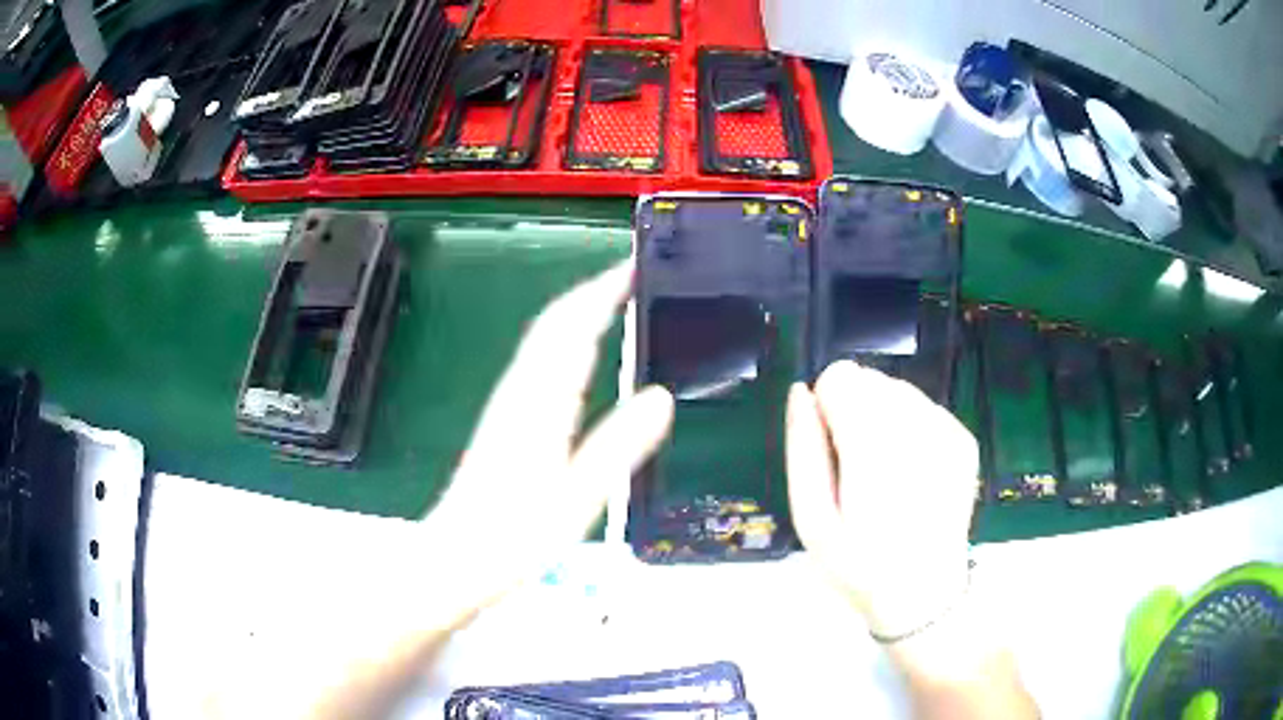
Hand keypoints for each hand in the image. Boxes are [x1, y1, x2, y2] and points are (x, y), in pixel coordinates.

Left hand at [428, 260, 673, 611]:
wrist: (456, 558)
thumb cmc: (515, 536)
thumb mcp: (577, 497)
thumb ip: (618, 446)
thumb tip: (662, 396)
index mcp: (539, 401)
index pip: (573, 327)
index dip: (602, 291)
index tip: (635, 265)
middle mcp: (521, 391)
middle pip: (555, 323)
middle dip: (592, 291)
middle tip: (634, 274)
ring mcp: (509, 404)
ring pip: (545, 339)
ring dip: (579, 311)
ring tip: (617, 302)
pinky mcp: (506, 420)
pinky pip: (540, 362)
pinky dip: (566, 341)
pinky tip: (581, 356)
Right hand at [786, 361, 977, 637]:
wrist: (924, 593)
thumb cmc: (859, 565)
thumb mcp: (811, 519)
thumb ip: (803, 450)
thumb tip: (801, 392)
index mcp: (873, 447)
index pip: (840, 376)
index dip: (827, 408)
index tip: (831, 449)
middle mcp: (916, 427)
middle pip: (871, 378)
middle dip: (856, 412)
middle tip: (857, 468)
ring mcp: (947, 431)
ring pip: (899, 390)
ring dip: (884, 419)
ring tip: (885, 473)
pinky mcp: (965, 439)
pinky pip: (925, 408)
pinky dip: (912, 430)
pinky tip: (912, 474)